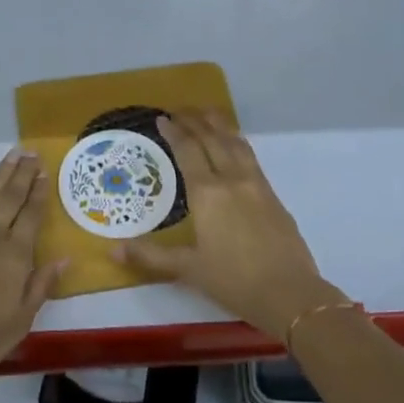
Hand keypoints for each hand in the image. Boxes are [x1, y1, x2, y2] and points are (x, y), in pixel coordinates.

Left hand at [0, 148, 64, 381]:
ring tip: (12, 154)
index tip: (45, 172)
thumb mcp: (19, 323)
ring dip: (0, 175)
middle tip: (32, 153)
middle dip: (23, 176)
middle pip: (11, 200)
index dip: (39, 194)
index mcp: (15, 257)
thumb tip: (64, 258)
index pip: (31, 218)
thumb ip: (40, 287)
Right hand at [115, 110, 342, 340]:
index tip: (162, 118)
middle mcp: (232, 179)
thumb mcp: (188, 269)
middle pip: (212, 139)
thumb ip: (151, 256)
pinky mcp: (272, 194)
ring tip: (207, 112)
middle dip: (194, 120)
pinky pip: (250, 155)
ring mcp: (256, 184)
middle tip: (179, 109)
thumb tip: (113, 249)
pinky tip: (235, 144)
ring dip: (219, 124)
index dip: (174, 132)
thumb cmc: (234, 281)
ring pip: (235, 142)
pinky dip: (237, 140)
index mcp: (208, 193)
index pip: (188, 151)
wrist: (290, 294)